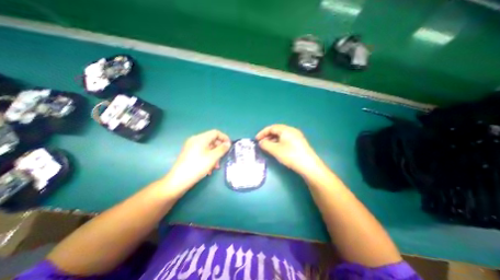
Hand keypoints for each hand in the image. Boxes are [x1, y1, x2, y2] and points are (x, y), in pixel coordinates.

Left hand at [164, 129, 230, 192]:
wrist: (178, 180)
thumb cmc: (197, 166)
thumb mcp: (213, 157)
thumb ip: (222, 149)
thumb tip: (228, 143)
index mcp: (200, 138)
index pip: (215, 133)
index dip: (224, 137)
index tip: (229, 145)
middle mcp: (195, 140)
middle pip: (211, 140)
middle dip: (219, 148)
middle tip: (223, 157)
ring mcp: (191, 147)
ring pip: (207, 147)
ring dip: (214, 155)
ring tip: (216, 166)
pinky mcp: (189, 154)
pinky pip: (202, 152)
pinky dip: (208, 157)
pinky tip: (209, 168)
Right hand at [256, 123, 321, 174]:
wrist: (308, 165)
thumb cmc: (290, 155)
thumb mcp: (275, 150)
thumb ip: (265, 144)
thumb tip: (261, 142)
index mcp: (286, 130)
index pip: (271, 128)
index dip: (262, 133)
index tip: (256, 139)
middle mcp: (291, 130)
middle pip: (276, 130)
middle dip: (267, 136)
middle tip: (261, 143)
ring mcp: (296, 136)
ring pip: (281, 135)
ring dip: (273, 140)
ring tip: (267, 147)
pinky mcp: (299, 142)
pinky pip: (286, 139)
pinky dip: (279, 142)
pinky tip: (277, 149)